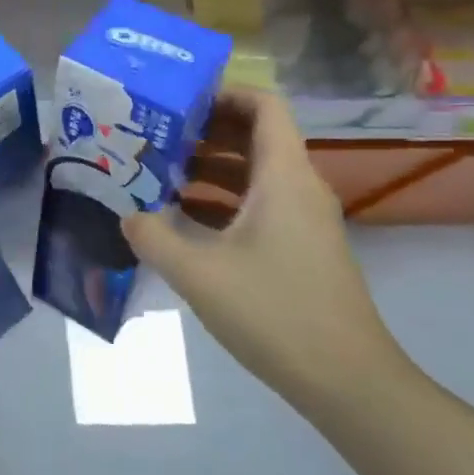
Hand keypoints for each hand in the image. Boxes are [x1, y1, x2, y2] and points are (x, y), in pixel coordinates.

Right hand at [122, 91, 407, 413]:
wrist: (347, 381)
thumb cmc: (275, 312)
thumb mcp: (198, 273)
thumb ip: (153, 237)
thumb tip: (127, 215)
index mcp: (283, 176)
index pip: (263, 106)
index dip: (223, 93)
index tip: (177, 101)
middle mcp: (298, 187)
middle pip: (255, 136)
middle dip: (204, 130)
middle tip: (154, 135)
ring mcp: (302, 219)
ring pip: (254, 172)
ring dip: (209, 167)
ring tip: (158, 173)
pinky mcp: (300, 247)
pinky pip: (258, 204)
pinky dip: (222, 200)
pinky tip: (182, 218)